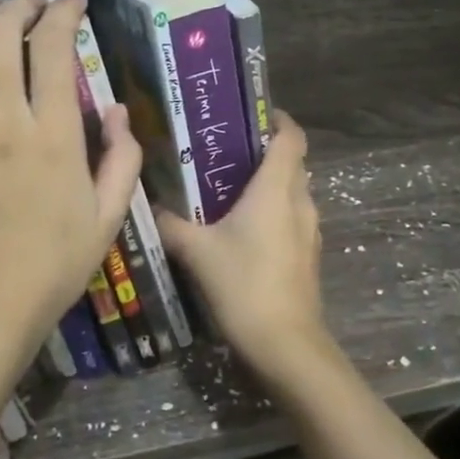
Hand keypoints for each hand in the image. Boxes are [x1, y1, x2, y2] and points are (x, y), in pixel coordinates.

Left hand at [0, 0, 142, 371]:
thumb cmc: (50, 270)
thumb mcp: (107, 220)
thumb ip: (121, 161)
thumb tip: (118, 111)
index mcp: (54, 137)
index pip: (54, 50)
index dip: (63, 15)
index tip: (71, 4)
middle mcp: (1, 122)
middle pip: (0, 37)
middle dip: (17, 5)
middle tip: (28, 0)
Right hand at [156, 111, 336, 388]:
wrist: (285, 344)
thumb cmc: (243, 284)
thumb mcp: (196, 251)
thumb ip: (171, 223)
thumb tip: (150, 205)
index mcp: (277, 188)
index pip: (291, 136)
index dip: (278, 119)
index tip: (253, 114)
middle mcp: (300, 201)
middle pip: (292, 163)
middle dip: (265, 152)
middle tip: (226, 152)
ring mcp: (309, 231)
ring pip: (292, 192)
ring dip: (269, 185)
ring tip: (229, 189)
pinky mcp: (308, 256)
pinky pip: (292, 218)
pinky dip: (273, 212)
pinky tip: (243, 230)